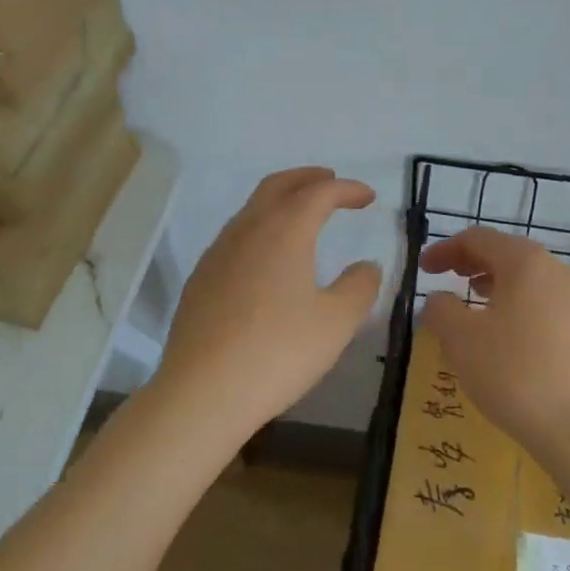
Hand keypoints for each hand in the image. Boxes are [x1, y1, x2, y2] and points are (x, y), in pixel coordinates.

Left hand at [153, 168, 382, 438]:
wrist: (202, 392)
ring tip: (302, 215)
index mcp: (285, 230)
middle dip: (308, 178)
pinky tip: (268, 257)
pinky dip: (260, 227)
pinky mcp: (201, 278)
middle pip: (278, 185)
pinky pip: (236, 235)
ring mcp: (218, 252)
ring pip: (252, 208)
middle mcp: (248, 229)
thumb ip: (359, 287)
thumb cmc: (278, 352)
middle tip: (331, 182)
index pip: (320, 192)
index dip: (347, 189)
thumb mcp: (336, 323)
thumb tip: (367, 266)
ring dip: (281, 200)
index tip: (368, 197)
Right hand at [421, 227, 569, 466]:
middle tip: (447, 277)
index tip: (423, 269)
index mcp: (526, 263)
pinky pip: (547, 303)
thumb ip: (441, 310)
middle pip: (508, 253)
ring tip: (475, 303)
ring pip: (530, 279)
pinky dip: (521, 305)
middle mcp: (558, 271)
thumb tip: (439, 299)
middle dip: (473, 262)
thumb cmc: (515, 374)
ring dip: (497, 284)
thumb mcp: (461, 341)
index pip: (479, 239)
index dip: (445, 249)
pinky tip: (509, 335)